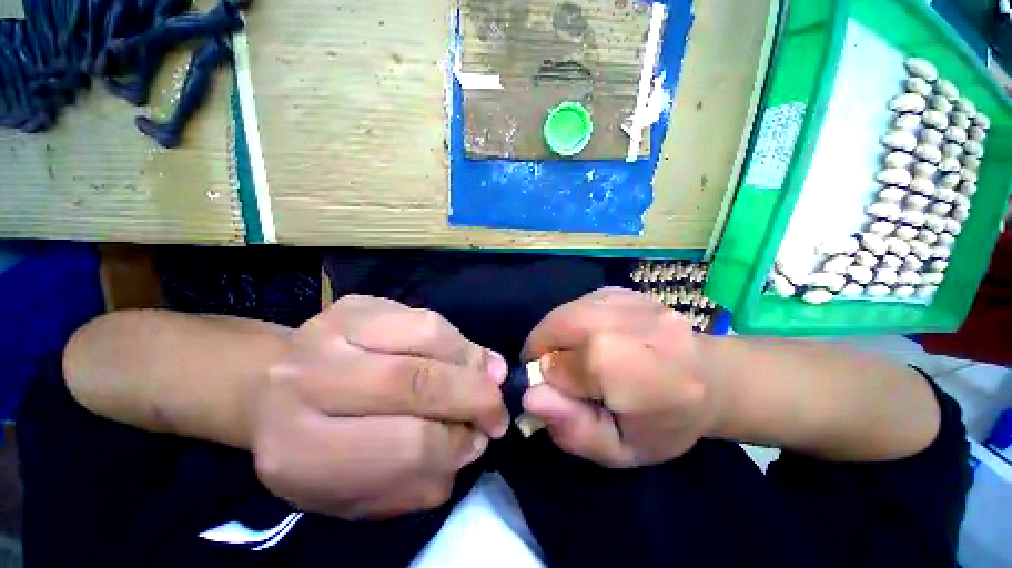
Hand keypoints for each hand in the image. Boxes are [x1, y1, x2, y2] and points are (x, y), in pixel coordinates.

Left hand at [250, 295, 509, 519]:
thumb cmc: (315, 449)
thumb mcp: (357, 492)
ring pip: (428, 334)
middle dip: (474, 395)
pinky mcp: (355, 302)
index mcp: (303, 448)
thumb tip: (474, 438)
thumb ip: (419, 477)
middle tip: (497, 409)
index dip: (455, 444)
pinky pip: (424, 315)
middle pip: (417, 381)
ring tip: (486, 376)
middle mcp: (311, 380)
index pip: (405, 446)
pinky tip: (461, 355)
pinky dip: (454, 338)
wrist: (270, 387)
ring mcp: (333, 329)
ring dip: (470, 359)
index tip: (478, 441)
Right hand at [522, 288, 720, 467]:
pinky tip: (596, 338)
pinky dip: (572, 324)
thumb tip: (531, 397)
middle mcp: (620, 322)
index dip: (549, 382)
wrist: (713, 378)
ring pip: (561, 314)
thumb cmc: (666, 422)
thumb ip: (572, 428)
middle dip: (544, 351)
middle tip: (562, 373)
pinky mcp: (621, 290)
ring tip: (581, 356)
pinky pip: (576, 305)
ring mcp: (623, 299)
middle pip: (553, 328)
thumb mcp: (620, 450)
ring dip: (556, 336)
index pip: (553, 367)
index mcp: (625, 368)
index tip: (562, 395)